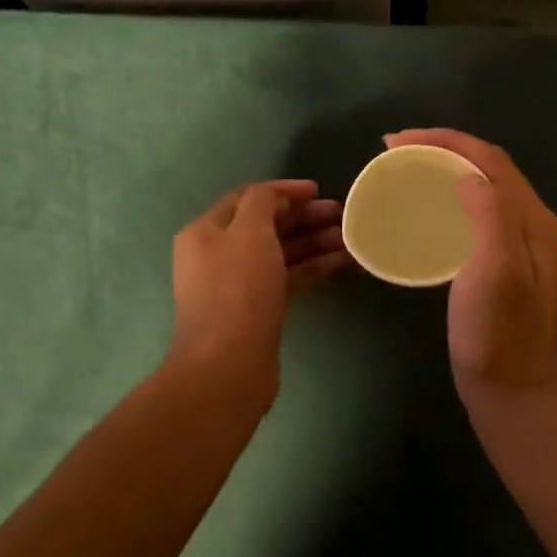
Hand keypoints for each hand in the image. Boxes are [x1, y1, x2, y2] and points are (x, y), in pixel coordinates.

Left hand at [167, 179, 349, 408]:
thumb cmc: (238, 290)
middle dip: (304, 217)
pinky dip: (312, 266)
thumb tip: (276, 197)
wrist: (229, 366)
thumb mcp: (249, 232)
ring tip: (350, 237)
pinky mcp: (258, 309)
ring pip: (280, 252)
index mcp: (206, 231)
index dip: (283, 191)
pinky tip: (342, 261)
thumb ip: (263, 203)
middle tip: (342, 214)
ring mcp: (238, 284)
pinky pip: (288, 277)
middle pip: (266, 225)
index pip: (247, 198)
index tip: (318, 190)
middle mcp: (218, 254)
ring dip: (314, 241)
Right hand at [384, 131, 556, 414]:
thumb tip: (465, 172)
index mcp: (533, 219)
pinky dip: (446, 198)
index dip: (444, 140)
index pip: (489, 159)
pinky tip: (424, 210)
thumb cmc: (499, 333)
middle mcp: (530, 223)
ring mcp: (517, 244)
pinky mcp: (500, 263)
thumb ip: (489, 213)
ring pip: (480, 188)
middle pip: (487, 167)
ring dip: (443, 169)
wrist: (511, 391)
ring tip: (405, 170)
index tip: (396, 141)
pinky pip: (473, 213)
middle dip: (442, 148)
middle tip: (395, 151)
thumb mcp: (496, 269)